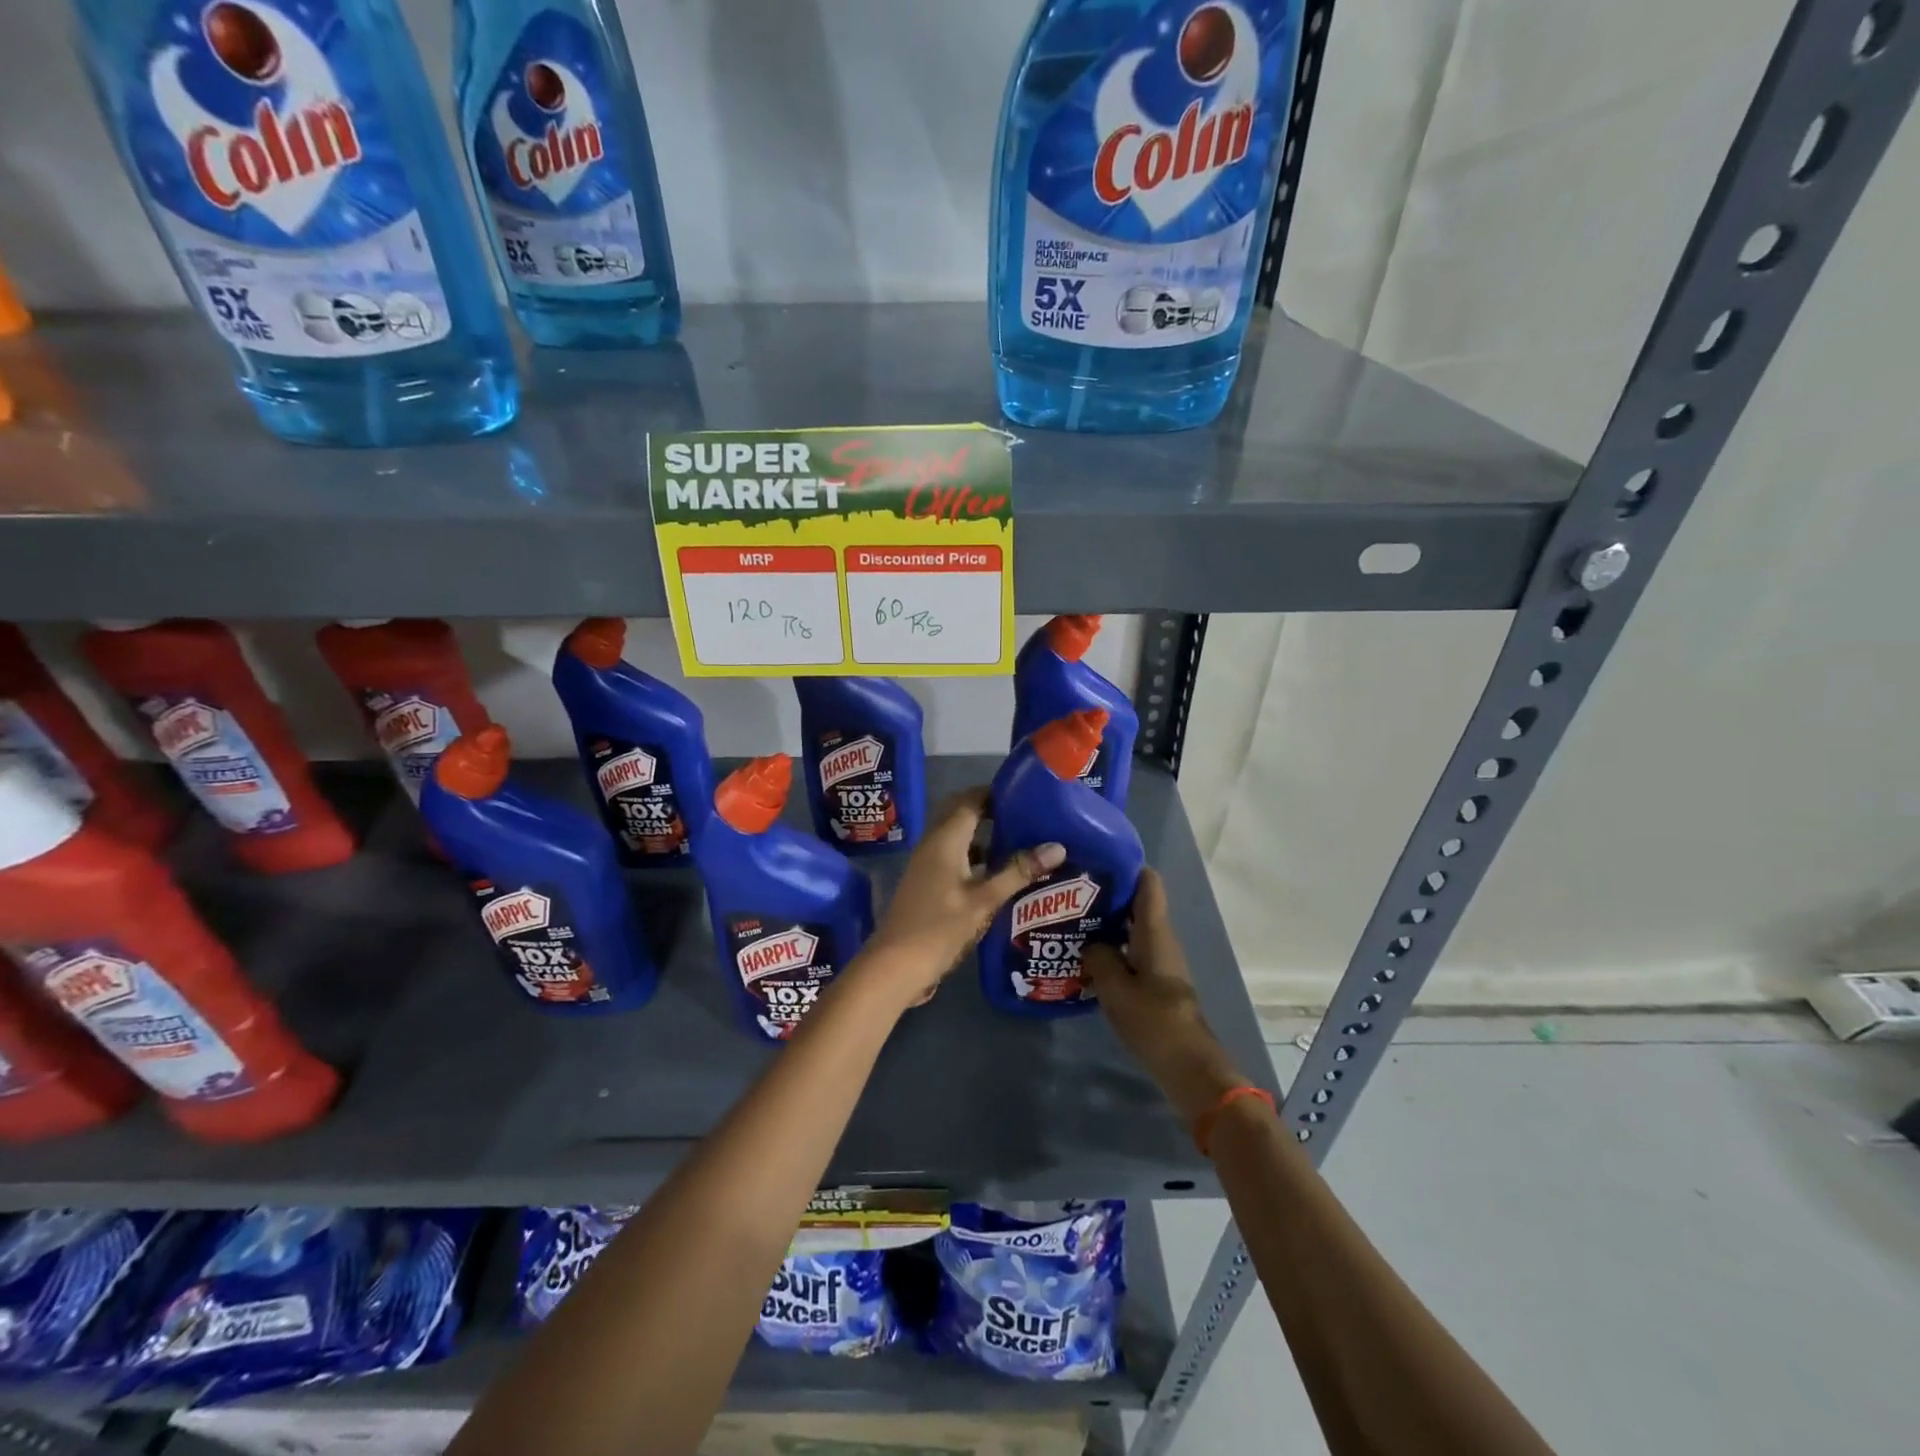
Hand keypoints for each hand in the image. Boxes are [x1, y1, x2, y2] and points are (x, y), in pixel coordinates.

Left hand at [859, 788, 1064, 1006]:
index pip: (970, 799)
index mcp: (945, 838)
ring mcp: (927, 864)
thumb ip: (1018, 871)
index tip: (1027, 793)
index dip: (996, 792)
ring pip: (958, 837)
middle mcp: (933, 843)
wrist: (894, 966)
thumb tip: (1057, 846)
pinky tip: (998, 874)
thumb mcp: (984, 900)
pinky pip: (953, 856)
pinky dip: (975, 856)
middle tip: (1027, 816)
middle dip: (991, 810)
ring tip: (1020, 841)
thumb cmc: (939, 928)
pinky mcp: (927, 883)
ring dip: (984, 835)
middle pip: (962, 814)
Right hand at [1082, 869, 1249, 1122]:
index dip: (1126, 865)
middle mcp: (1161, 940)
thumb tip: (1090, 943)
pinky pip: (1132, 952)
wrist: (1190, 1068)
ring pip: (1132, 930)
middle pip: (1137, 905)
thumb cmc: (1154, 1021)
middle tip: (1069, 891)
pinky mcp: (1157, 983)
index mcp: (1155, 932)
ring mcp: (1161, 962)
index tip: (1096, 858)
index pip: (1148, 883)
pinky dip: (1112, 948)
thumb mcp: (1116, 989)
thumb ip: (1099, 958)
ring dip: (1107, 924)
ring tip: (1070, 920)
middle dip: (1107, 895)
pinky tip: (1086, 956)